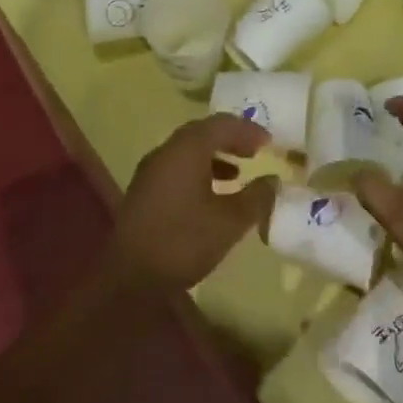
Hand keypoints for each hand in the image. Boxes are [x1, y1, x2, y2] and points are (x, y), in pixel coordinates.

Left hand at [113, 114, 277, 289]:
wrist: (129, 278)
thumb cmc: (183, 242)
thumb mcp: (230, 222)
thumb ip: (256, 198)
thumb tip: (273, 181)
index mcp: (185, 151)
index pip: (220, 125)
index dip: (247, 130)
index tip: (269, 142)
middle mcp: (165, 153)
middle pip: (201, 133)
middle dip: (230, 139)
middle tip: (254, 152)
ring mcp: (150, 172)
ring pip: (187, 151)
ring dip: (214, 156)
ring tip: (238, 174)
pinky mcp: (144, 191)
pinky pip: (177, 168)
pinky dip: (199, 171)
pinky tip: (212, 195)